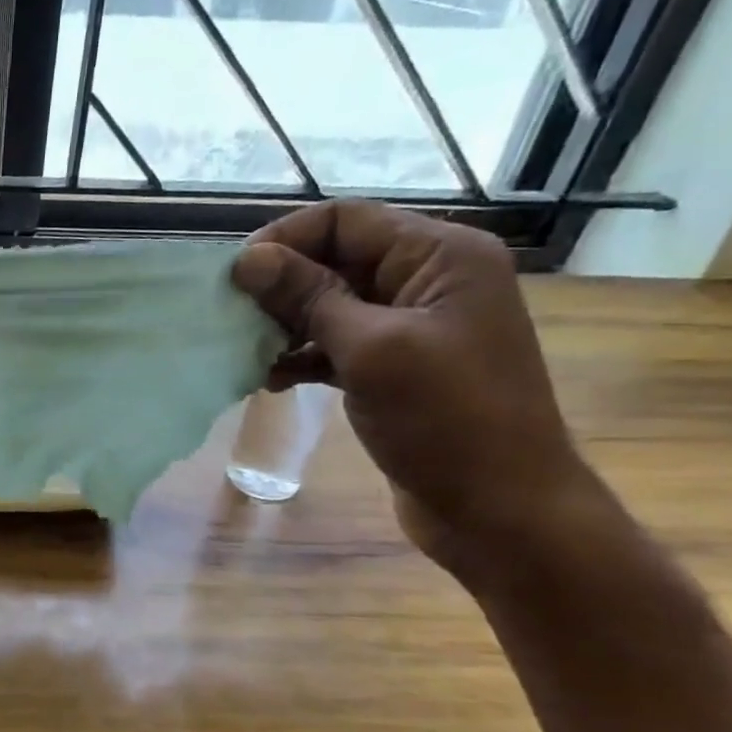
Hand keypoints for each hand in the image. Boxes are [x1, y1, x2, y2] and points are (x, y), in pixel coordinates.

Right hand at [232, 200, 592, 563]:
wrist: (500, 510)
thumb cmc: (446, 419)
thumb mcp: (371, 350)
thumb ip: (309, 297)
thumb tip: (247, 258)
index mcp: (440, 256)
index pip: (345, 221)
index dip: (285, 240)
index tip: (233, 277)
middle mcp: (428, 280)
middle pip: (335, 259)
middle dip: (281, 285)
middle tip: (231, 317)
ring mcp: (414, 327)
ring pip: (331, 304)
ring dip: (286, 324)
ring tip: (246, 351)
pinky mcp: (397, 368)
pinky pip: (338, 344)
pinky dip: (303, 356)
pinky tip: (271, 378)